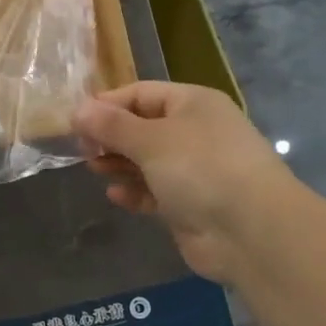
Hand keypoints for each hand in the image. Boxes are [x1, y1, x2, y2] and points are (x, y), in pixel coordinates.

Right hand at [74, 82, 298, 283]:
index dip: (107, 104)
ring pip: (147, 160)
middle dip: (111, 136)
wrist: (251, 231)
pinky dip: (135, 191)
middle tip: (80, 148)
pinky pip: (155, 191)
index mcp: (193, 104)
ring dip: (120, 163)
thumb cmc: (200, 169)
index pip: (141, 93)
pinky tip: (115, 195)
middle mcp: (195, 132)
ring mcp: (195, 170)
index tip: (75, 120)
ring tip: (93, 168)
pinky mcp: (190, 204)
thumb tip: (77, 110)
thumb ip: (111, 125)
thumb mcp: (151, 140)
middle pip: (143, 127)